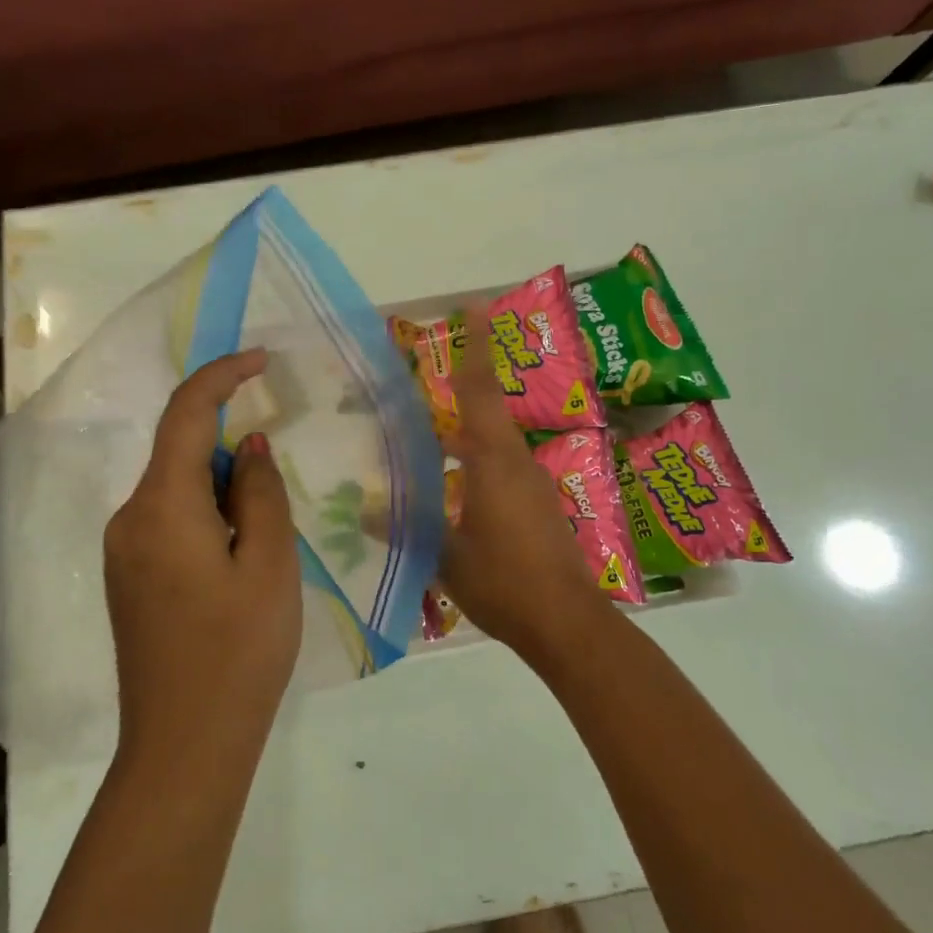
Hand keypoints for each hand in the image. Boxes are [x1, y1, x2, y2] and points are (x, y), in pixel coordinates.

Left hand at [103, 349, 300, 762]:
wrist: (183, 748)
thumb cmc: (238, 653)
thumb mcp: (269, 565)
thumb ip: (260, 492)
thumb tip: (248, 447)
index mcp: (161, 506)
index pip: (186, 414)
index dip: (222, 376)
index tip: (262, 360)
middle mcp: (130, 518)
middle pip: (181, 453)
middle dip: (234, 454)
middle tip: (281, 498)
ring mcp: (124, 550)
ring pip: (178, 490)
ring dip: (225, 492)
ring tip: (266, 546)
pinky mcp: (129, 577)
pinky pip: (170, 521)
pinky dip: (208, 518)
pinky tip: (239, 564)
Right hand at [442, 307, 613, 663]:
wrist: (567, 623)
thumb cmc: (504, 581)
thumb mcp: (446, 554)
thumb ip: (407, 527)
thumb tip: (365, 510)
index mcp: (494, 461)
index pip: (481, 391)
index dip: (476, 348)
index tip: (474, 308)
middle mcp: (517, 464)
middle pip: (486, 416)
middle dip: (460, 397)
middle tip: (422, 391)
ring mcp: (533, 487)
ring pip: (493, 448)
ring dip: (464, 441)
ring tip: (428, 448)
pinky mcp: (539, 510)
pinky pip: (502, 474)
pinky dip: (475, 470)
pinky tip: (453, 494)